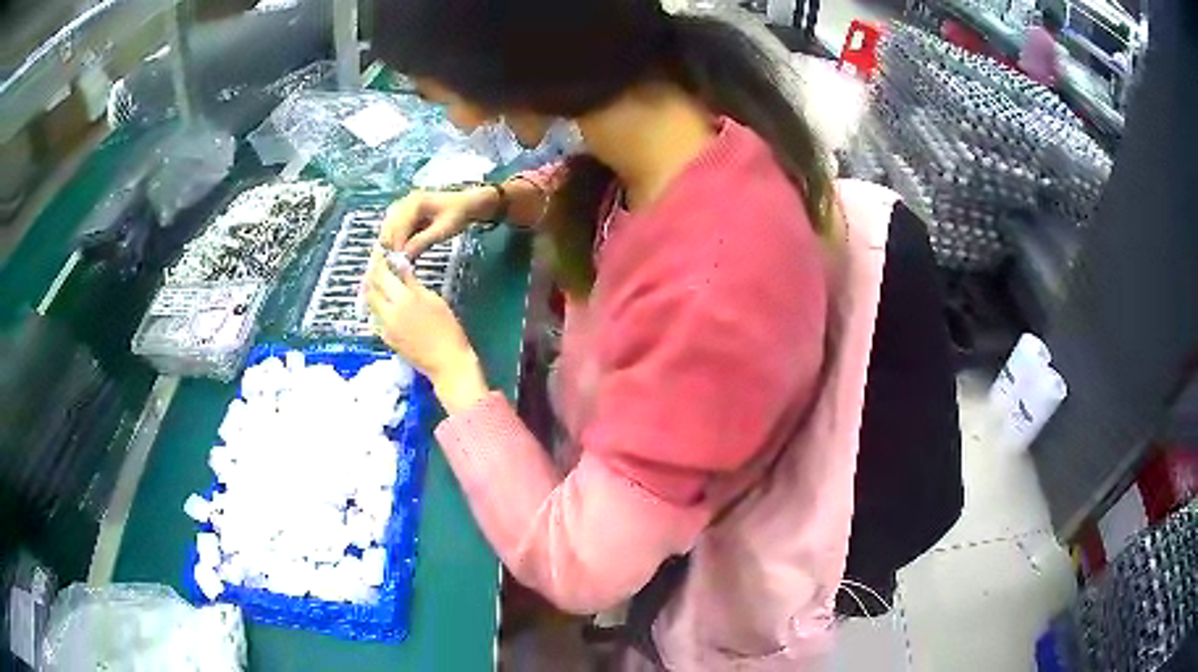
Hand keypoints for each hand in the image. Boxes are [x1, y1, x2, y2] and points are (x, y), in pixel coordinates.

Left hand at [365, 249, 489, 413]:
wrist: (446, 362)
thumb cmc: (447, 329)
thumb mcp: (434, 300)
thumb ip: (413, 283)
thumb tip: (401, 266)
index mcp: (403, 300)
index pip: (382, 275)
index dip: (379, 263)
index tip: (381, 253)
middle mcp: (389, 313)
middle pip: (372, 289)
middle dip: (373, 276)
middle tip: (379, 267)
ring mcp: (385, 327)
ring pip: (372, 304)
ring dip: (374, 291)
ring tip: (381, 283)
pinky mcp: (387, 339)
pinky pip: (377, 317)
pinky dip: (378, 307)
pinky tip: (387, 304)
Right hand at [381, 187, 498, 257]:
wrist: (467, 205)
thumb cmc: (458, 214)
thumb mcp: (443, 230)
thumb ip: (423, 241)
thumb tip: (405, 255)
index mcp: (414, 203)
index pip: (397, 227)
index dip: (397, 245)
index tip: (400, 262)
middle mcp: (404, 203)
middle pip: (387, 228)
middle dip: (391, 245)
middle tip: (399, 262)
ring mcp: (403, 209)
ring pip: (389, 230)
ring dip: (393, 245)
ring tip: (402, 258)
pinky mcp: (405, 216)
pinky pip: (395, 231)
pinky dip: (398, 242)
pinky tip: (406, 252)